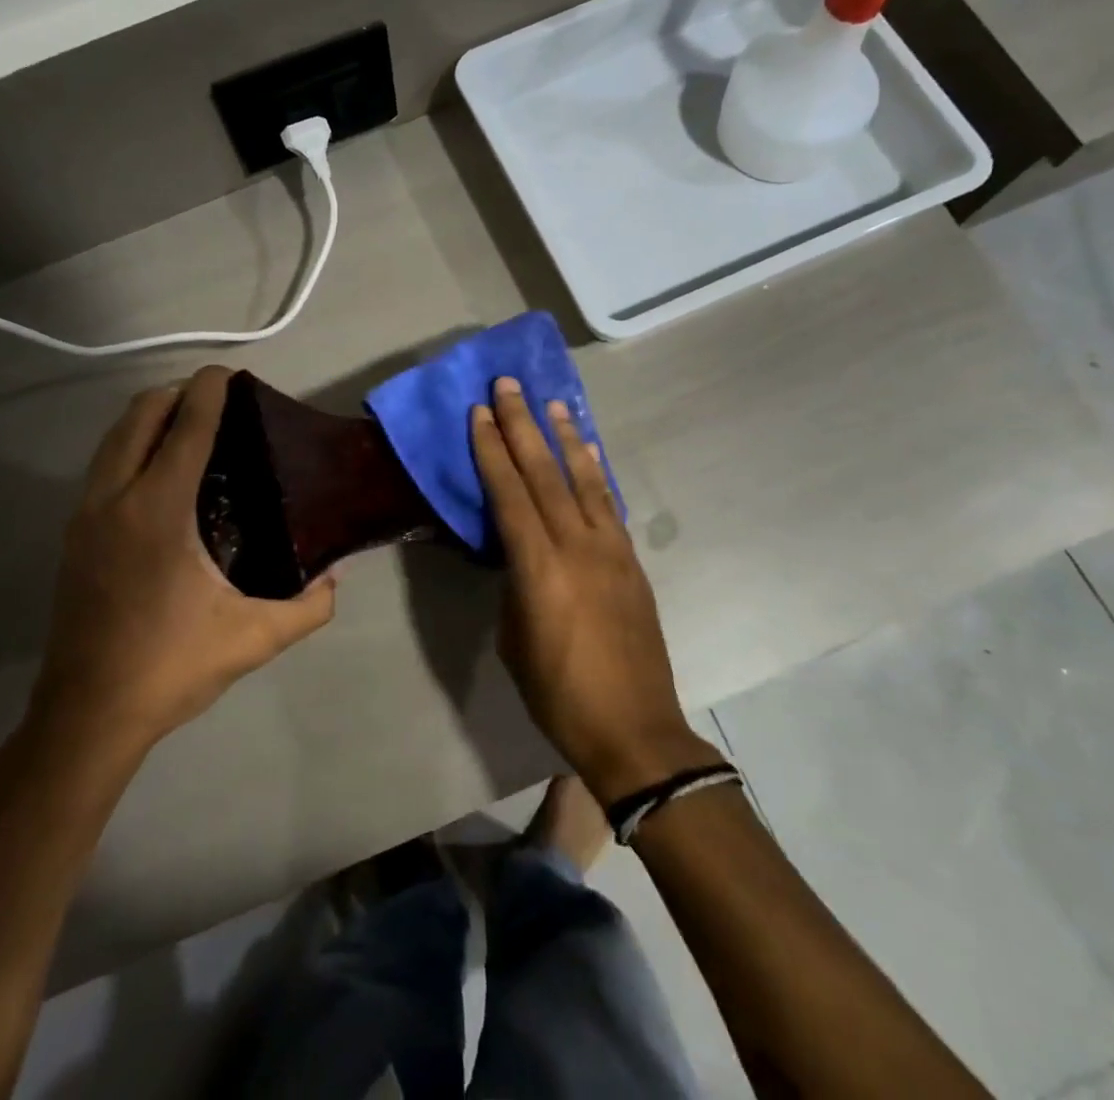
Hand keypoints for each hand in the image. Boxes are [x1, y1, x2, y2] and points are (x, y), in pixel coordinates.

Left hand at [28, 366, 335, 762]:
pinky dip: (131, 447)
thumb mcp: (253, 638)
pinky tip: (159, 476)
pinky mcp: (73, 536)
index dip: (210, 390)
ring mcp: (85, 515)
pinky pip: (103, 466)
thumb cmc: (170, 666)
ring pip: (113, 438)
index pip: (186, 426)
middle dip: (177, 394)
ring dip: (149, 418)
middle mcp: (115, 498)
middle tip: (217, 402)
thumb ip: (307, 606)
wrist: (87, 714)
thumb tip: (334, 578)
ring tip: (189, 428)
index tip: (231, 373)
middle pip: (139, 415)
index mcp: (157, 509)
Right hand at [472, 376, 717, 803]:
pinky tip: (589, 454)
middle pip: (545, 472)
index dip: (492, 448)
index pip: (509, 491)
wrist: (634, 729)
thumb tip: (518, 553)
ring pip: (583, 479)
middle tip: (510, 385)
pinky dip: (596, 472)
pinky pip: (609, 504)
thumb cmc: (558, 692)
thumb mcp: (514, 638)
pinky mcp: (631, 562)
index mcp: (539, 566)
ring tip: (553, 404)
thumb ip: (515, 583)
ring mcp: (610, 550)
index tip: (480, 412)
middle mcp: (576, 545)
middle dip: (523, 425)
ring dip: (565, 438)